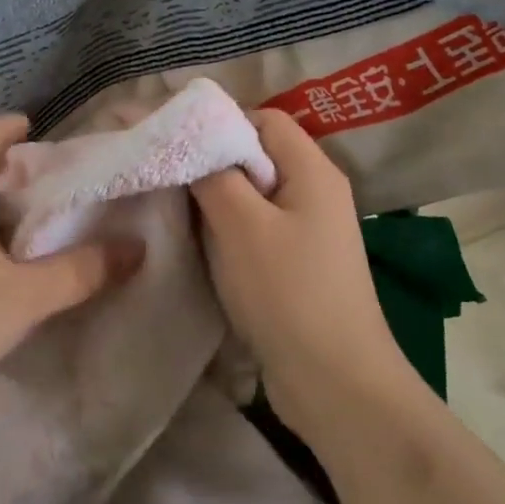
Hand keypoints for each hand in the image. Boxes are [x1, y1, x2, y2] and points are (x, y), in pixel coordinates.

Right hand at [190, 110, 409, 435]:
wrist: (336, 384)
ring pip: (255, 194)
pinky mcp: (300, 263)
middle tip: (169, 175)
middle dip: (213, 162)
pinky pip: (259, 227)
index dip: (221, 123)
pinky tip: (201, 244)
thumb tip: (191, 143)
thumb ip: (213, 175)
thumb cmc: (288, 293)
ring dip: (218, 199)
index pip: (264, 119)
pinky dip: (230, 229)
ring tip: (176, 209)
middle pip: (259, 154)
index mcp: (313, 170)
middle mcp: (317, 191)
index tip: (177, 143)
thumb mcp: (241, 226)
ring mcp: (310, 230)